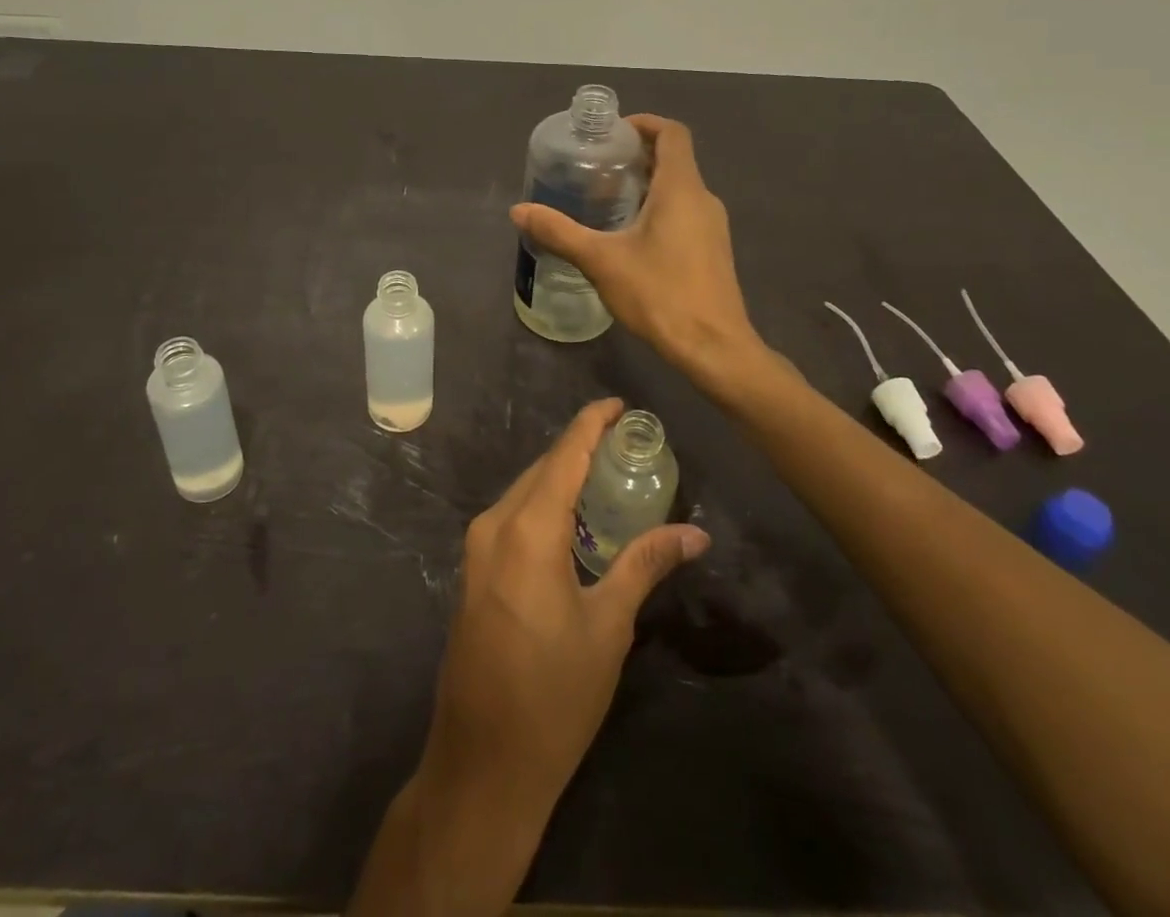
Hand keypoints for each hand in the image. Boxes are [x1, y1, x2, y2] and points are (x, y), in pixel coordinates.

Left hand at [426, 397, 710, 812]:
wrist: (483, 765)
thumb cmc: (554, 696)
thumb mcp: (608, 626)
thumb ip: (645, 565)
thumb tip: (695, 532)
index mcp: (527, 529)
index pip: (564, 456)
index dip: (590, 424)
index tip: (618, 404)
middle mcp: (494, 525)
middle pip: (542, 469)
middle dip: (579, 448)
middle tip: (625, 442)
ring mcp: (477, 548)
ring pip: (524, 491)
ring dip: (561, 477)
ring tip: (606, 472)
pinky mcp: (473, 571)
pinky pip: (512, 516)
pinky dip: (544, 504)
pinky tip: (573, 517)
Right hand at [511, 115, 759, 383]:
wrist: (713, 347)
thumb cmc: (659, 294)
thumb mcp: (601, 260)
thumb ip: (559, 232)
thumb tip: (518, 210)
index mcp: (681, 188)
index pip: (672, 133)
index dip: (643, 123)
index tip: (611, 133)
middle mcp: (703, 199)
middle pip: (674, 159)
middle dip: (636, 155)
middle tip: (596, 165)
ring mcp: (712, 226)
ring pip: (679, 188)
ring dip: (647, 183)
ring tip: (606, 198)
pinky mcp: (712, 250)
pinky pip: (685, 212)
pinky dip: (658, 207)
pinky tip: (630, 235)